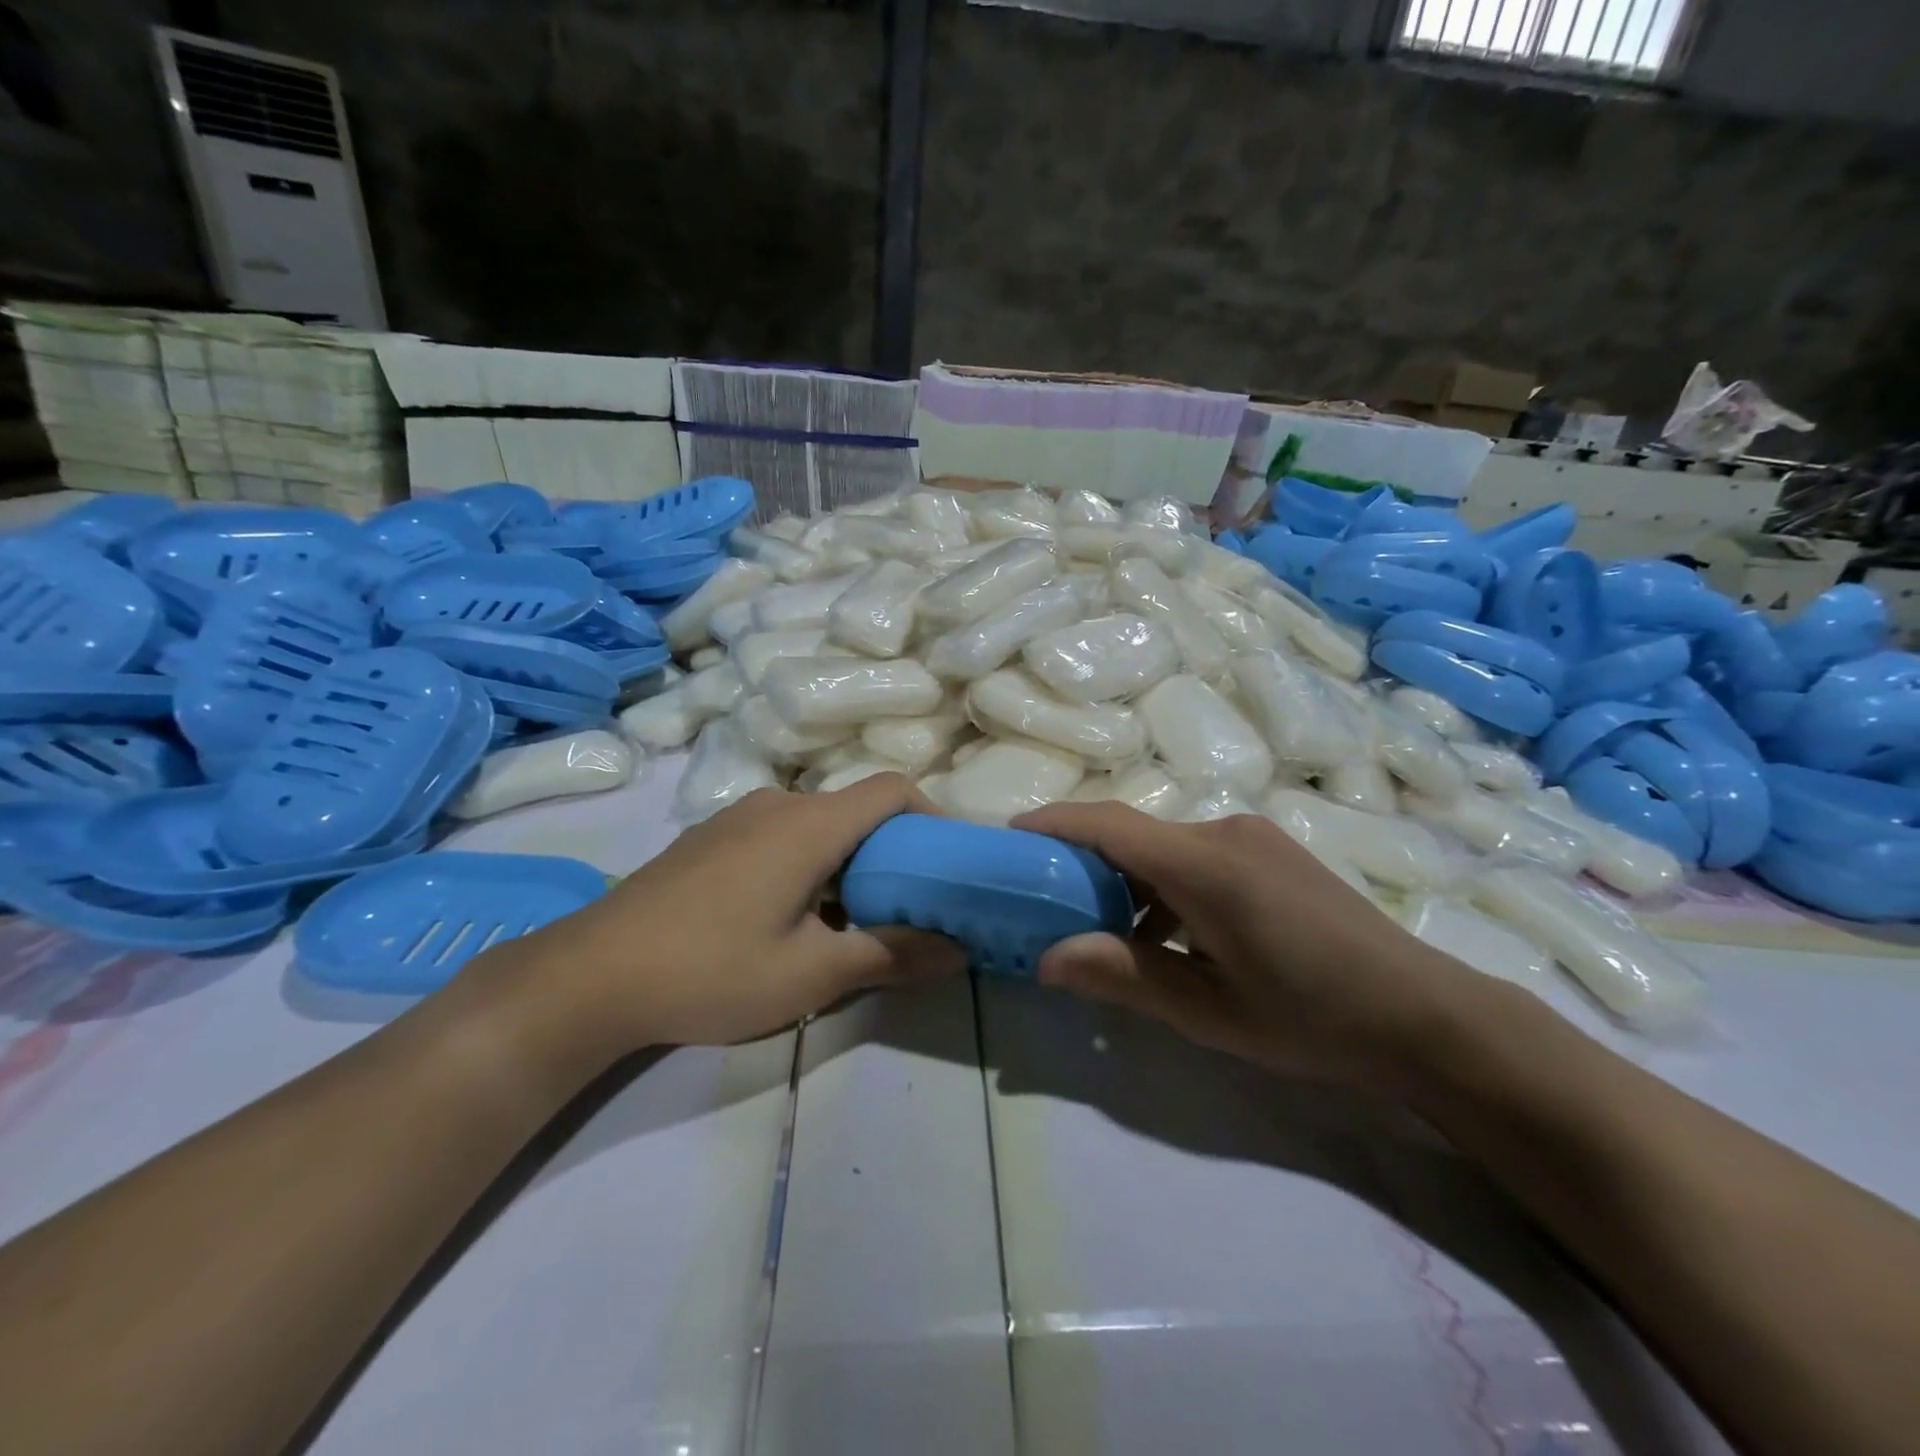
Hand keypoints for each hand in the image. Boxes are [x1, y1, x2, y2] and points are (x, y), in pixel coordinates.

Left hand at [470, 774, 964, 1060]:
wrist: (590, 975)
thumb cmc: (711, 969)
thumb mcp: (811, 973)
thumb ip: (890, 955)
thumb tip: (958, 949)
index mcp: (810, 824)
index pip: (892, 788)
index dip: (931, 814)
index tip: (946, 862)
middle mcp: (777, 804)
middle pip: (856, 808)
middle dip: (892, 849)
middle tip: (908, 903)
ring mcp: (737, 818)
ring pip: (817, 823)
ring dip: (848, 859)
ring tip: (852, 917)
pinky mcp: (709, 838)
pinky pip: (780, 834)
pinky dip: (808, 860)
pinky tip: (789, 915)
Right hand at [1013, 803, 1478, 1088]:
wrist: (1423, 1015)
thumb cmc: (1310, 1017)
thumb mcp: (1207, 1011)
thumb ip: (1123, 976)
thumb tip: (1046, 958)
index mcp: (1204, 865)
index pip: (1108, 825)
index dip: (1054, 824)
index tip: (1010, 837)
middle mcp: (1224, 832)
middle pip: (1132, 834)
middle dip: (1084, 863)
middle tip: (1048, 904)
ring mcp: (1252, 838)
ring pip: (1164, 847)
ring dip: (1128, 882)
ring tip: (1111, 937)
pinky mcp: (1270, 851)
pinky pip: (1196, 856)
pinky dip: (1165, 886)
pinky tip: (1172, 937)